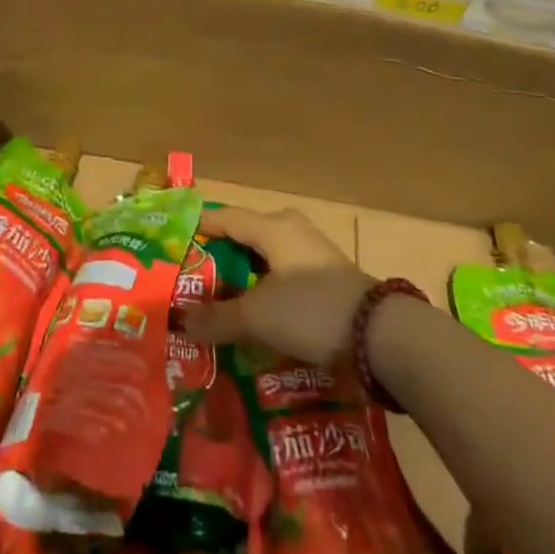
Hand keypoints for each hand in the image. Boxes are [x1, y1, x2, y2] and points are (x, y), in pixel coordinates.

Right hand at [182, 206, 374, 365]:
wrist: (380, 335)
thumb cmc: (309, 310)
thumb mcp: (256, 316)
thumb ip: (217, 318)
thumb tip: (181, 321)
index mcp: (272, 227)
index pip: (225, 217)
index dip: (199, 226)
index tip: (174, 237)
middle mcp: (292, 230)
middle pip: (247, 234)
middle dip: (221, 252)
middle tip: (195, 272)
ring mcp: (314, 253)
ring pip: (268, 255)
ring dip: (245, 272)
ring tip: (220, 294)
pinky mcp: (328, 277)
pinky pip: (285, 273)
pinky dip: (266, 286)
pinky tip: (257, 308)